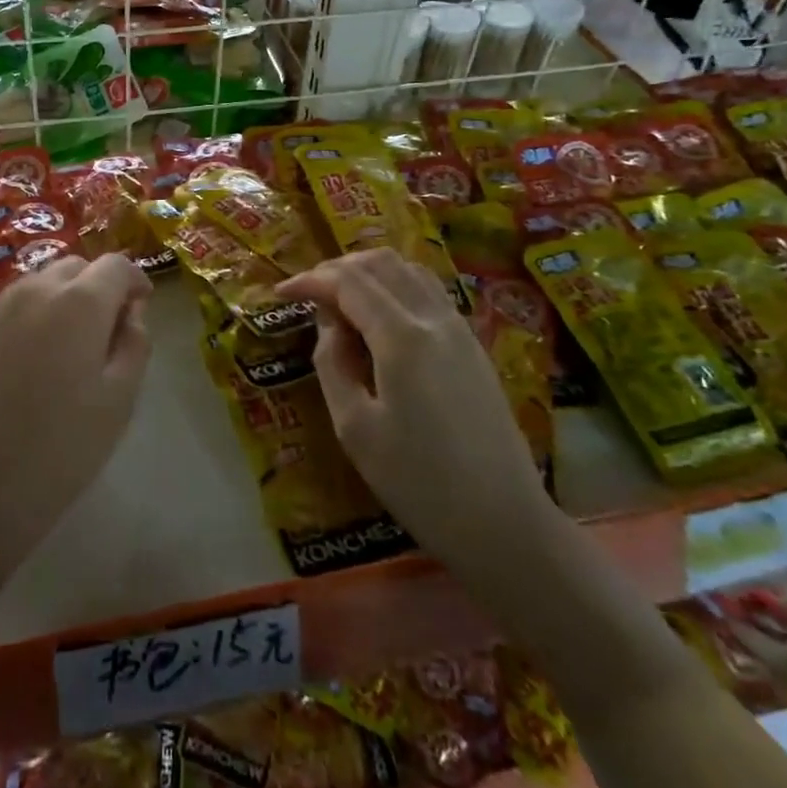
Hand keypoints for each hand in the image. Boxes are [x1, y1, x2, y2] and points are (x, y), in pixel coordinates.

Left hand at [0, 254, 151, 595]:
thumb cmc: (61, 449)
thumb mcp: (120, 400)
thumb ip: (134, 344)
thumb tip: (129, 313)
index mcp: (79, 303)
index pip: (115, 265)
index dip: (134, 279)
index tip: (141, 305)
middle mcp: (33, 291)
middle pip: (72, 267)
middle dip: (95, 286)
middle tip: (103, 330)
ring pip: (34, 286)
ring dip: (57, 302)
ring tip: (60, 351)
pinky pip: (3, 313)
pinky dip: (23, 324)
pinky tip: (19, 370)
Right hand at [279, 250, 556, 570]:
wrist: (505, 523)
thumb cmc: (419, 483)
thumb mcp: (355, 427)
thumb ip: (333, 363)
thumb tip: (328, 322)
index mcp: (402, 336)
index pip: (348, 282)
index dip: (310, 280)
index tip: (281, 293)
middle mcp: (434, 318)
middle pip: (381, 264)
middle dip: (338, 268)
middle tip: (309, 293)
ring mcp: (460, 329)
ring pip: (410, 270)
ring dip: (370, 272)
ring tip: (341, 298)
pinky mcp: (474, 346)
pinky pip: (430, 291)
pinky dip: (397, 285)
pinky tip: (381, 316)